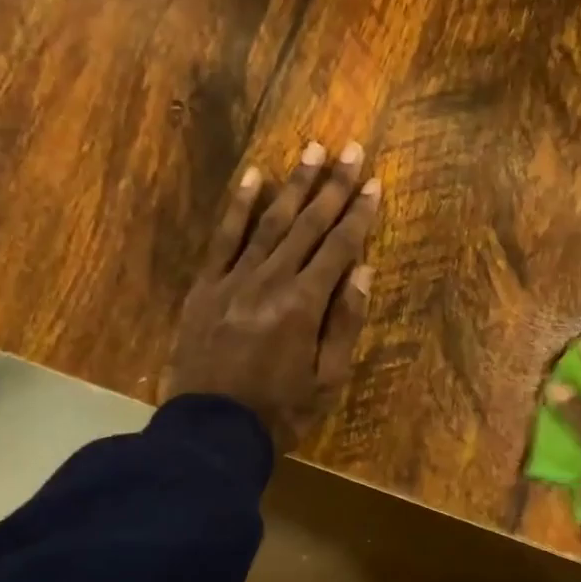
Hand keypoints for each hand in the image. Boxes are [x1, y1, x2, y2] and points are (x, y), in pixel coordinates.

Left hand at [164, 140, 380, 452]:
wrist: (210, 432)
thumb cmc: (278, 412)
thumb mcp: (327, 380)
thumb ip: (344, 323)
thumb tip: (361, 270)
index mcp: (304, 304)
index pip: (339, 247)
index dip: (359, 213)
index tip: (374, 181)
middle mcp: (270, 280)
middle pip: (307, 224)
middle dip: (333, 186)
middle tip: (351, 149)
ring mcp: (233, 279)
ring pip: (268, 222)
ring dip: (293, 184)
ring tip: (312, 150)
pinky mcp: (205, 287)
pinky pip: (223, 238)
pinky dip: (239, 206)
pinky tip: (254, 177)